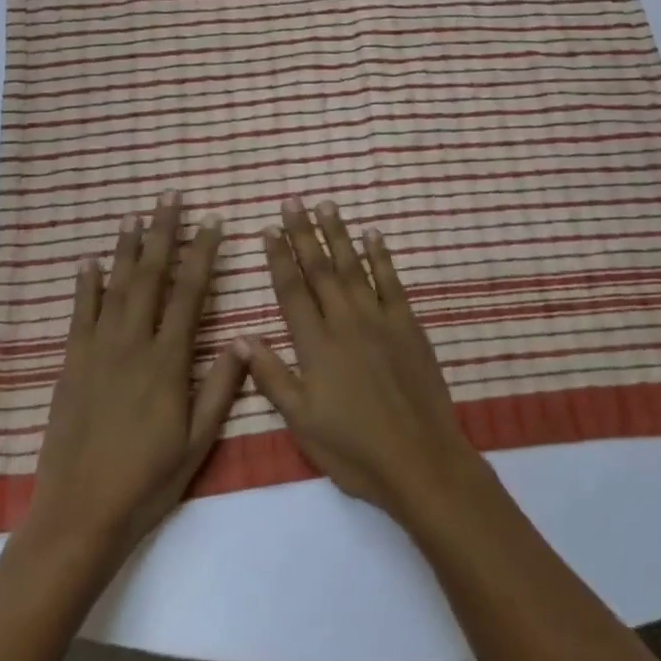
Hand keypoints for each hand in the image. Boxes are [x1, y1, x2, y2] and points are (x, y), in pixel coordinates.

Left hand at [24, 193, 245, 557]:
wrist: (80, 515)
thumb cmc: (149, 479)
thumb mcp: (199, 440)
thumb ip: (222, 387)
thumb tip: (242, 338)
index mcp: (168, 362)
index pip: (190, 294)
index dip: (202, 255)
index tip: (212, 223)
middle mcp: (132, 346)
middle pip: (150, 278)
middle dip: (162, 235)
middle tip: (170, 198)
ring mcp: (97, 353)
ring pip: (115, 289)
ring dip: (126, 250)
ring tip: (135, 217)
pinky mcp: (71, 367)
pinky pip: (80, 316)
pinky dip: (86, 286)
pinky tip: (89, 263)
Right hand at [238, 198, 477, 522]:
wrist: (419, 458)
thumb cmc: (353, 449)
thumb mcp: (302, 422)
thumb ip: (272, 376)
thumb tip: (240, 337)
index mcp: (316, 346)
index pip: (291, 291)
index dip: (278, 258)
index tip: (268, 229)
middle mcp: (346, 322)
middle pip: (321, 269)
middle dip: (304, 233)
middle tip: (294, 202)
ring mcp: (380, 320)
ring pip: (354, 267)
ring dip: (339, 234)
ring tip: (327, 205)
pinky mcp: (409, 325)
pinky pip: (391, 282)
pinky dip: (381, 256)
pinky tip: (373, 235)